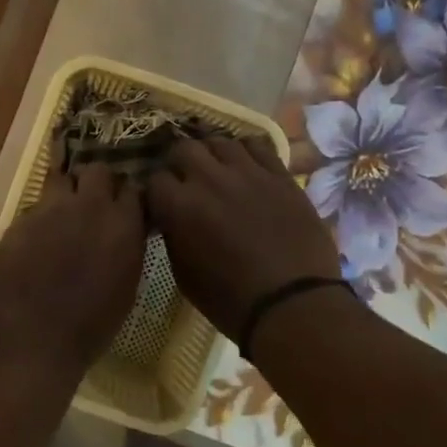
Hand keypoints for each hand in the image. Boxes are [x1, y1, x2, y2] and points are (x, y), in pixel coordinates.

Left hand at [0, 164, 148, 377]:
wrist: (34, 339)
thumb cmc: (90, 326)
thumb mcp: (125, 286)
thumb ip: (127, 247)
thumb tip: (124, 231)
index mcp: (123, 225)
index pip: (132, 188)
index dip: (125, 196)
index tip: (122, 206)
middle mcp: (90, 207)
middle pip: (97, 171)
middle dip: (96, 182)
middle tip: (91, 203)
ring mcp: (51, 209)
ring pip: (61, 178)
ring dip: (65, 190)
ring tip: (61, 213)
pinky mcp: (21, 219)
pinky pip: (35, 205)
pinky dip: (40, 216)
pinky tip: (36, 238)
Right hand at [146, 136, 341, 339]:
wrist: (292, 304)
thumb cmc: (230, 300)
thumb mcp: (183, 273)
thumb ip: (173, 235)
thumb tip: (171, 217)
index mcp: (179, 206)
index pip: (154, 179)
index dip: (156, 191)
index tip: (161, 202)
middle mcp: (208, 179)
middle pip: (183, 148)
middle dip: (179, 163)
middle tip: (186, 180)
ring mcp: (247, 172)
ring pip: (219, 141)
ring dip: (211, 155)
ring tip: (216, 170)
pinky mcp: (279, 174)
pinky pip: (257, 145)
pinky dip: (245, 152)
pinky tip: (245, 167)